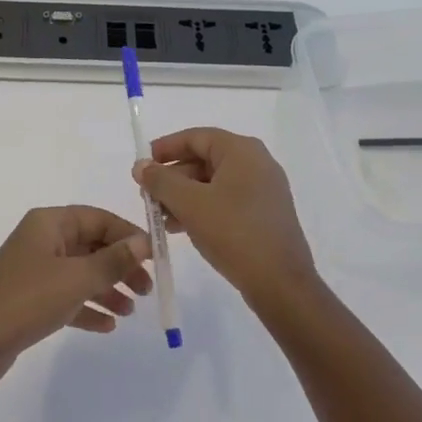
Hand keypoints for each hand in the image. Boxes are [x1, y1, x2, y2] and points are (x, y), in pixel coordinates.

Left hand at [0, 206, 153, 384]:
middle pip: (91, 245)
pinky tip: (107, 327)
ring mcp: (35, 269)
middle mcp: (42, 239)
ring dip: (107, 289)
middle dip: (120, 266)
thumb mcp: (77, 279)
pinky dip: (87, 307)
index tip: (154, 257)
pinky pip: (67, 295)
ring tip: (130, 312)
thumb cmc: (29, 300)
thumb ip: (113, 261)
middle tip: (146, 289)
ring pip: (81, 272)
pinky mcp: (31, 297)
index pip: (97, 218)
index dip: (127, 235)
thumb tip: (143, 242)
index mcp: (49, 223)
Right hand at [134, 128, 317, 306]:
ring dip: (184, 196)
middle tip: (148, 196)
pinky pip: (226, 200)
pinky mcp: (264, 214)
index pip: (196, 137)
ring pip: (213, 183)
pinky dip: (202, 208)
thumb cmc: (233, 233)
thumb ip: (161, 180)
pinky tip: (182, 228)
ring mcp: (263, 189)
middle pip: (204, 159)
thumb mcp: (190, 204)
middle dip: (172, 177)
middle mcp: (256, 163)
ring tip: (160, 217)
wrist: (280, 283)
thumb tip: (140, 165)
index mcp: (242, 151)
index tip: (142, 163)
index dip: (166, 148)